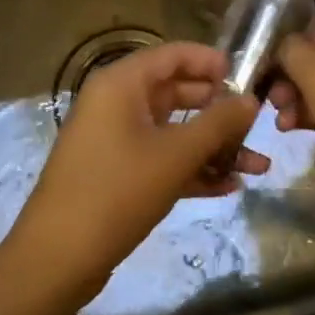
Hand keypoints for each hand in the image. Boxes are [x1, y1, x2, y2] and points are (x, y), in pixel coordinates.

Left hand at [8, 42, 266, 308]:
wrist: (57, 259)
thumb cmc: (117, 191)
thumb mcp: (176, 154)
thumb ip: (218, 123)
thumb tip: (252, 100)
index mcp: (122, 84)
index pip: (173, 55)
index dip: (210, 61)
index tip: (247, 75)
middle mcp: (116, 103)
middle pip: (176, 92)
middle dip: (218, 110)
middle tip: (257, 122)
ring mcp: (115, 139)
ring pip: (173, 130)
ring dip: (213, 146)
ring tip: (257, 164)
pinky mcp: (117, 173)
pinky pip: (161, 158)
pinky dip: (192, 168)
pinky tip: (229, 187)